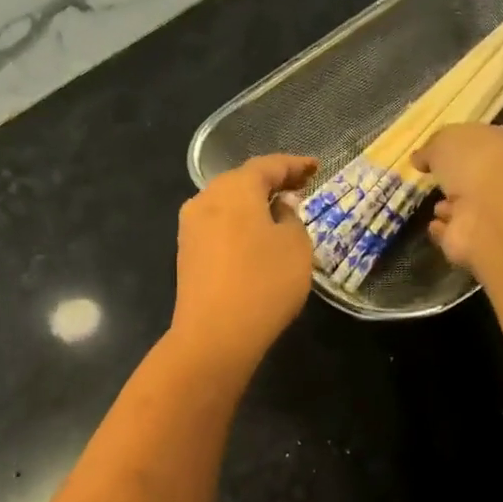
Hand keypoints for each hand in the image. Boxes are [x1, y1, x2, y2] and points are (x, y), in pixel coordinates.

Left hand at [172, 153, 318, 369]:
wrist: (215, 335)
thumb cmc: (264, 283)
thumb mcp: (295, 247)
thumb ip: (291, 218)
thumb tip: (279, 207)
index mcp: (234, 188)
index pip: (268, 166)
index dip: (294, 165)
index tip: (315, 168)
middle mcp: (205, 199)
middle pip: (242, 182)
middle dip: (271, 183)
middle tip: (299, 188)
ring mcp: (191, 228)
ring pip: (226, 205)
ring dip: (252, 205)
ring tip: (278, 212)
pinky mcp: (187, 255)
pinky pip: (218, 228)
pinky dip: (239, 225)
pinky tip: (254, 238)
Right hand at [413, 124, 502, 274]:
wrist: (491, 212)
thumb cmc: (476, 162)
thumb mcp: (446, 140)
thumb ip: (432, 147)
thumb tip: (419, 158)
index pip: (483, 142)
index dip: (462, 145)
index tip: (438, 151)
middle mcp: (501, 180)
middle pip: (475, 177)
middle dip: (458, 179)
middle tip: (435, 179)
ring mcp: (489, 213)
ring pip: (466, 208)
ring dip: (451, 207)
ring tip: (434, 206)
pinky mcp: (473, 242)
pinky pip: (454, 233)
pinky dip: (443, 230)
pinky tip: (432, 226)